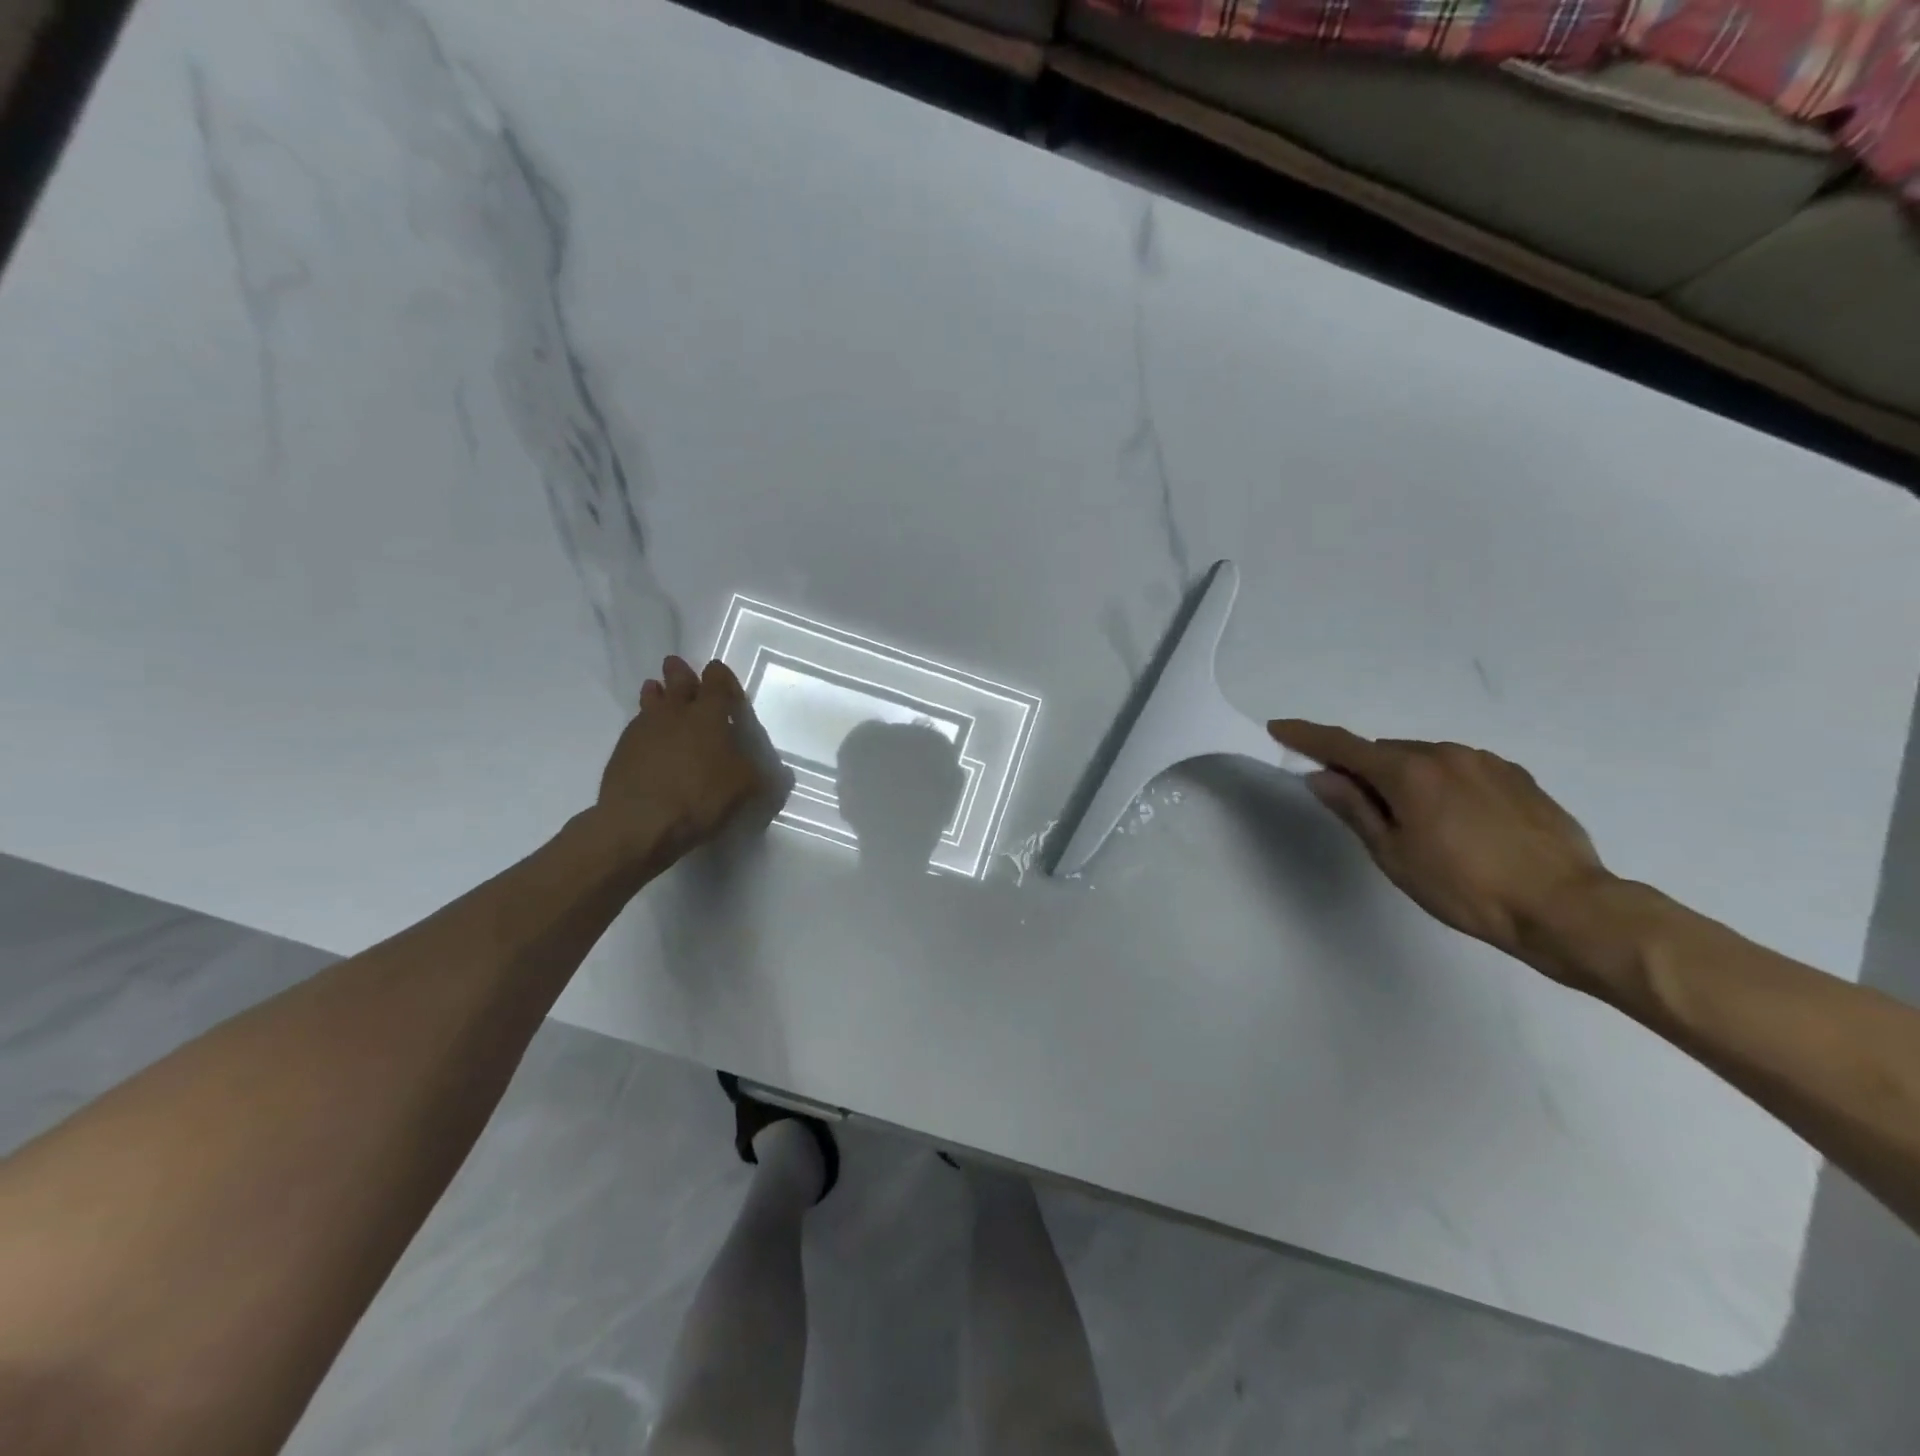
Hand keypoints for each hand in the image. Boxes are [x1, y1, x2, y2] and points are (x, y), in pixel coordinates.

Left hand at [594, 656, 781, 872]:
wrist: (640, 822)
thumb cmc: (701, 796)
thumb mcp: (745, 787)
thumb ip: (755, 772)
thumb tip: (770, 772)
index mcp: (709, 714)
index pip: (716, 680)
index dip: (720, 675)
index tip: (721, 676)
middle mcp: (675, 712)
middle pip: (677, 680)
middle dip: (680, 672)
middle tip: (677, 667)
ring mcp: (644, 728)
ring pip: (650, 699)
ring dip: (656, 693)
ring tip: (655, 690)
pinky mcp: (622, 749)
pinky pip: (636, 726)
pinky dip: (644, 725)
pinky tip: (647, 736)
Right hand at [1268, 720, 1610, 966]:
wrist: (1567, 907)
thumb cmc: (1465, 888)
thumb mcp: (1395, 855)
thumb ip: (1355, 809)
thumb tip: (1322, 777)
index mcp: (1408, 772)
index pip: (1342, 746)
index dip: (1307, 736)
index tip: (1279, 727)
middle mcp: (1444, 753)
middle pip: (1385, 752)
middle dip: (1364, 769)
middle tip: (1360, 807)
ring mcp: (1485, 762)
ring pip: (1424, 759)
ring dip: (1406, 778)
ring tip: (1417, 823)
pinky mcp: (1517, 777)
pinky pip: (1461, 769)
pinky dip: (1443, 784)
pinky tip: (1458, 822)